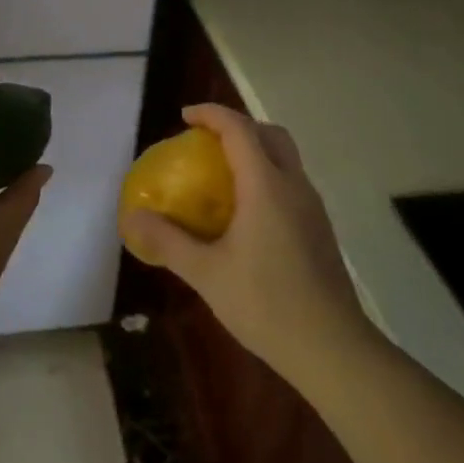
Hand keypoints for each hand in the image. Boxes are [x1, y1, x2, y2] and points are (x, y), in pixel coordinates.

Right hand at [123, 104, 363, 381]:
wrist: (332, 347)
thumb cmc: (265, 303)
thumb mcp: (205, 272)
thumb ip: (167, 240)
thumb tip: (132, 217)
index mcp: (266, 186)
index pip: (239, 130)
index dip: (212, 115)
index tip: (185, 117)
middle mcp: (294, 186)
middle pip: (271, 134)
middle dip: (239, 126)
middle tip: (206, 141)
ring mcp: (312, 207)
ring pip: (286, 159)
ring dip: (256, 151)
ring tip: (221, 175)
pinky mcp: (320, 229)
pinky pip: (291, 184)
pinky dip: (267, 177)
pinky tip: (246, 213)